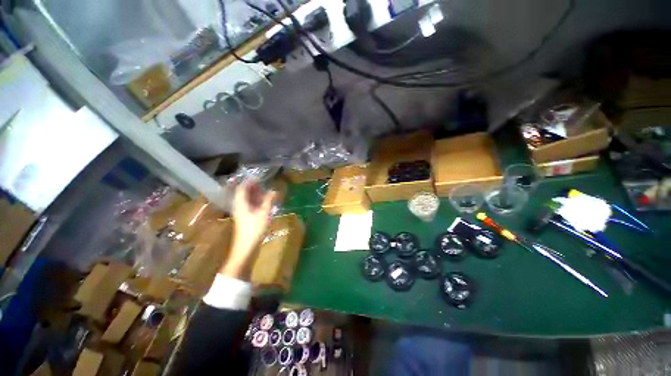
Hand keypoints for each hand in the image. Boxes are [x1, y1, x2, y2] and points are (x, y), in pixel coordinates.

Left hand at [220, 181, 274, 279]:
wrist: (246, 247)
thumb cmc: (254, 229)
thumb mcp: (264, 213)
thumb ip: (268, 201)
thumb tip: (273, 190)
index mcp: (241, 204)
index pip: (242, 188)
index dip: (249, 182)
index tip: (258, 177)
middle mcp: (239, 207)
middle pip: (244, 194)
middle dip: (253, 187)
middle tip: (263, 182)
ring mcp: (242, 213)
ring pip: (247, 200)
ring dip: (255, 195)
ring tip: (265, 190)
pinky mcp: (245, 219)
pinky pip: (250, 206)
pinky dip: (256, 202)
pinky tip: (264, 202)